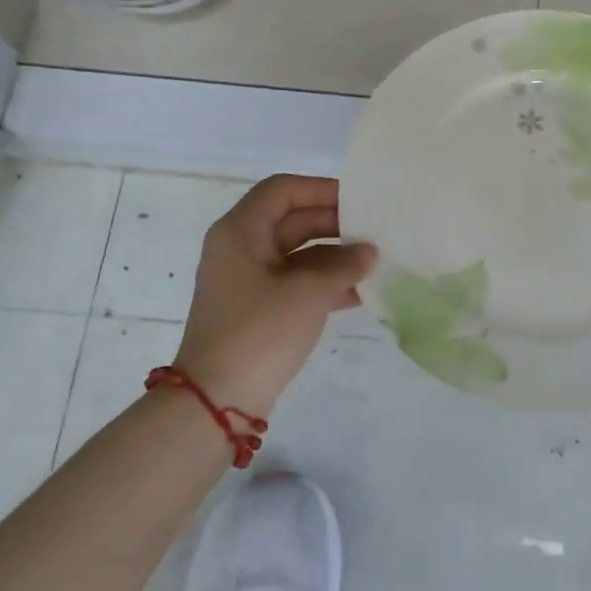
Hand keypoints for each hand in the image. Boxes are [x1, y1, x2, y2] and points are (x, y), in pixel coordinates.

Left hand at [174, 175, 375, 413]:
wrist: (217, 401)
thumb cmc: (260, 331)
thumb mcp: (310, 292)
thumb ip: (344, 265)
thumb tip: (368, 252)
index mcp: (240, 231)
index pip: (283, 190)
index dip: (321, 189)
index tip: (359, 200)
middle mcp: (239, 248)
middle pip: (291, 220)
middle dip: (333, 225)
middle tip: (373, 232)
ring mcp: (245, 281)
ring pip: (296, 254)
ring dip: (333, 257)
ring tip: (372, 264)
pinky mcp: (255, 309)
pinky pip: (293, 282)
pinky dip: (322, 284)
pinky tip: (357, 296)